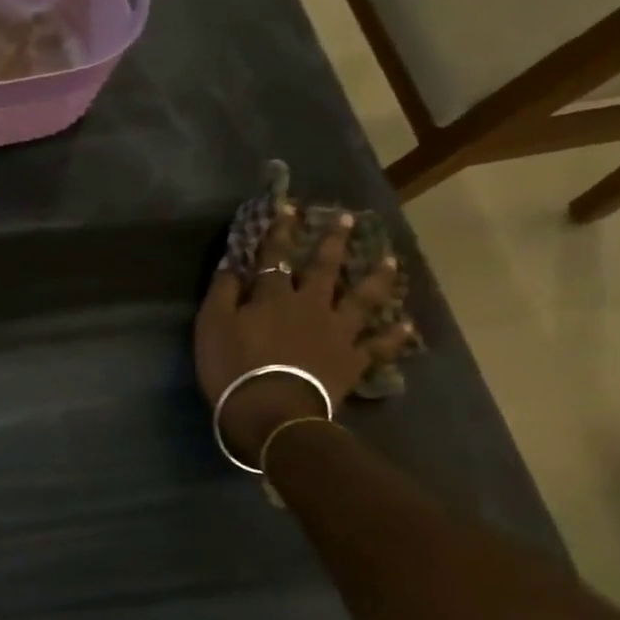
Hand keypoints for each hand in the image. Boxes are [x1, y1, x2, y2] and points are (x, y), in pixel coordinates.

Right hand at [196, 206, 409, 465]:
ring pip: (361, 300)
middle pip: (324, 269)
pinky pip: (378, 346)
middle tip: (347, 220)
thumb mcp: (212, 325)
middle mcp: (310, 306)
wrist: (272, 411)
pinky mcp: (352, 361)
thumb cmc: (234, 367)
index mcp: (273, 296)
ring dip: (375, 279)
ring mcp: (337, 333)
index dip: (279, 231)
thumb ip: (222, 292)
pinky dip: (394, 336)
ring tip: (389, 261)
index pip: (274, 255)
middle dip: (333, 243)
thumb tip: (232, 263)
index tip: (287, 208)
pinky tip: (407, 326)